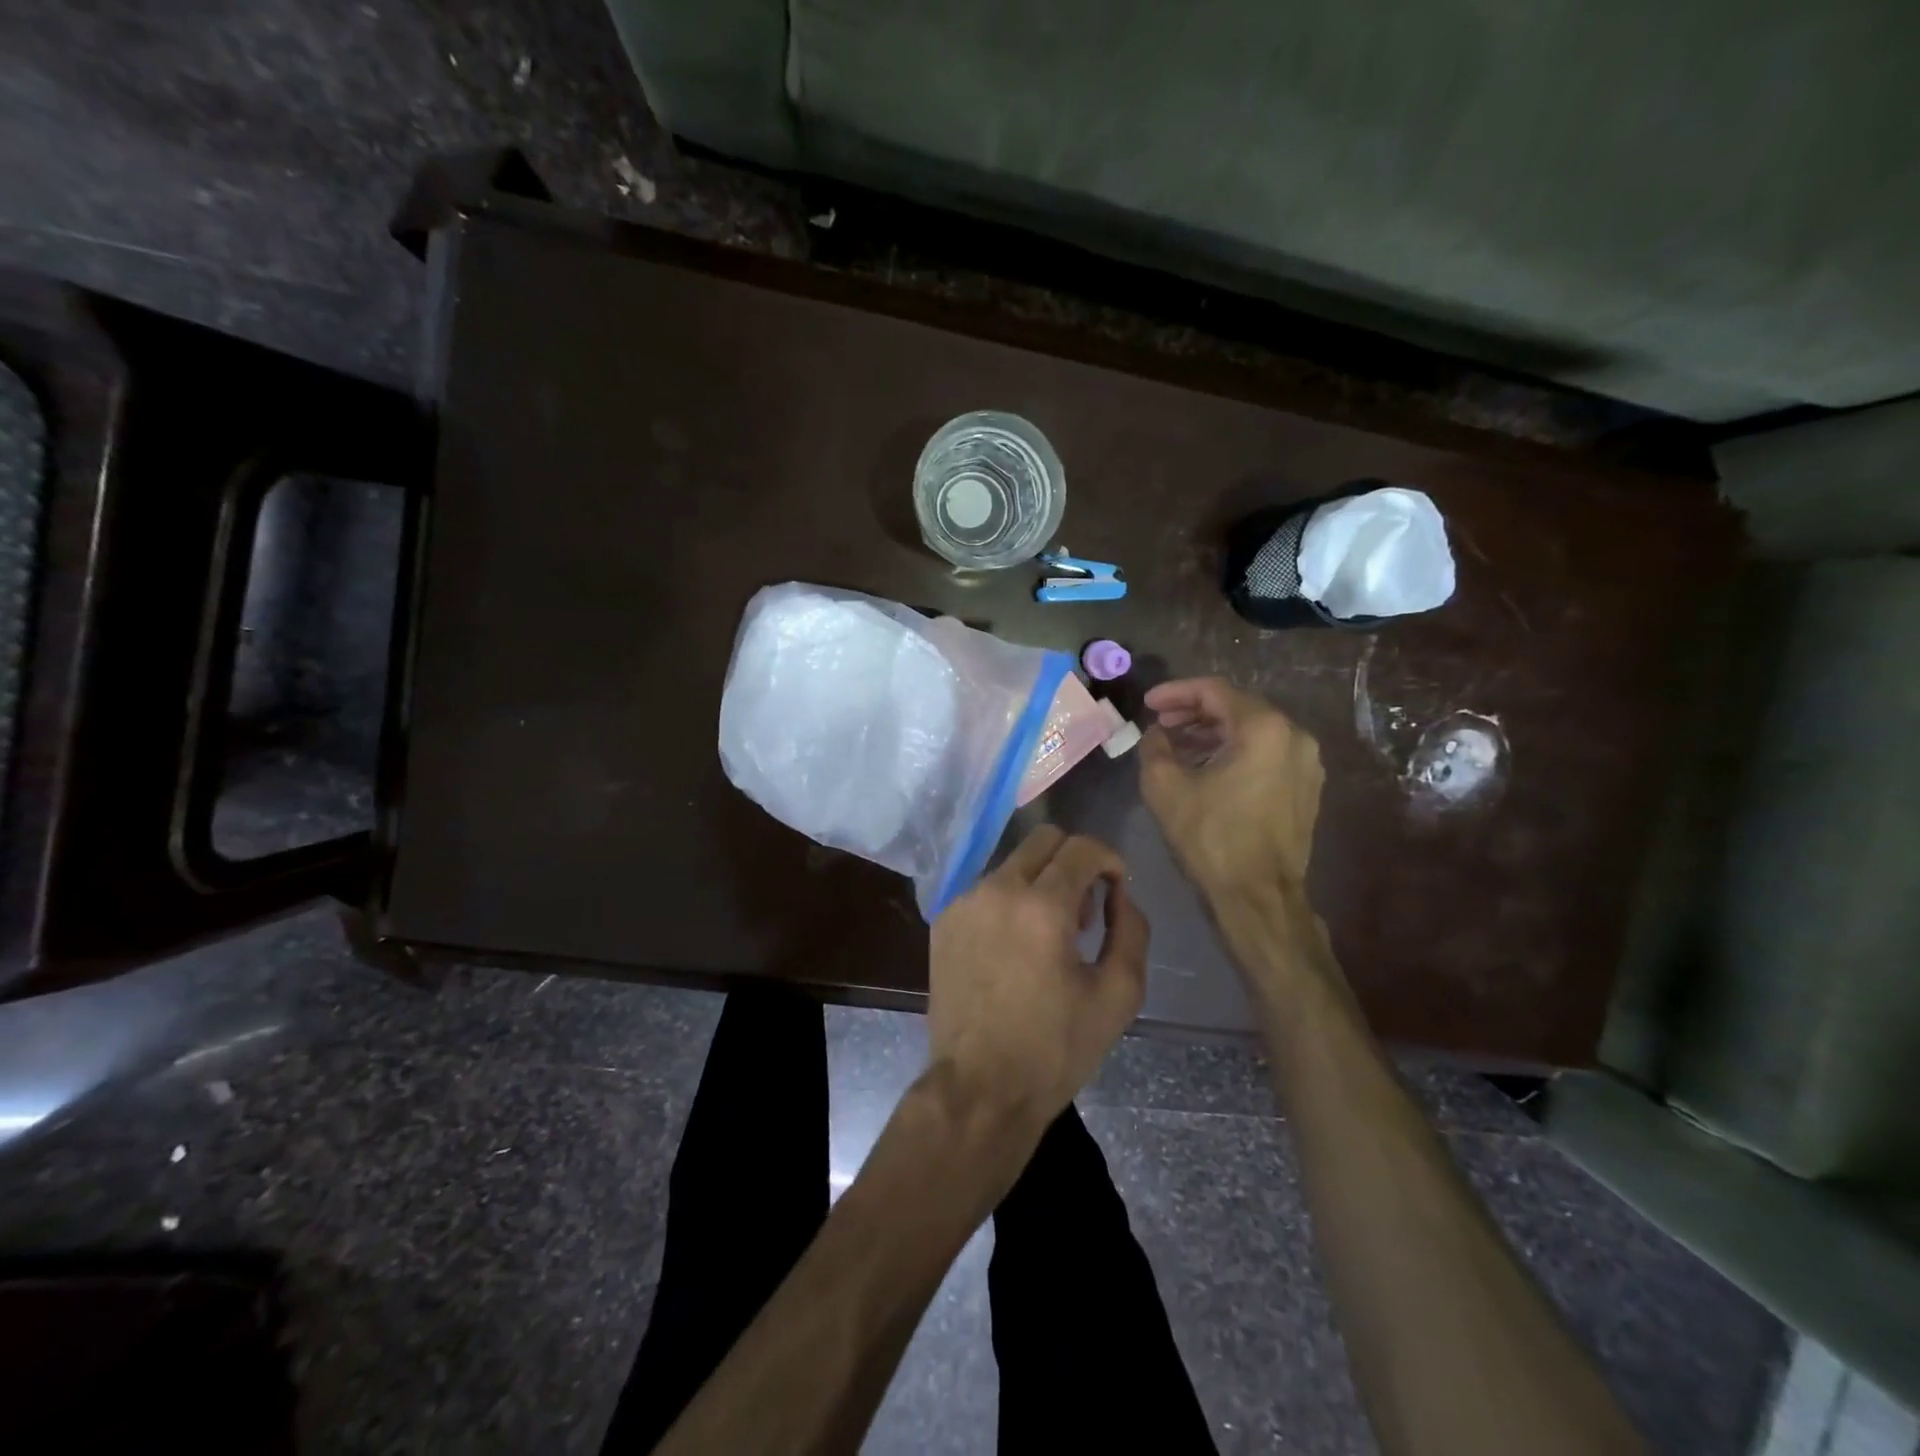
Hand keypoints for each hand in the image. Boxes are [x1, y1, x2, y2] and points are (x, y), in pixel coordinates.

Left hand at [927, 826, 1148, 1136]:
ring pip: (1013, 864)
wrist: (979, 1087)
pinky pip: (986, 890)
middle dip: (1074, 861)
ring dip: (1041, 883)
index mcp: (1041, 906)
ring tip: (1048, 938)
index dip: (1110, 860)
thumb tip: (1120, 894)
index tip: (1116, 890)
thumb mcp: (1118, 995)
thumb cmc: (1055, 1048)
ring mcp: (963, 903)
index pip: (1082, 847)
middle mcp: (996, 890)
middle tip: (1084, 911)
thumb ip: (1132, 931)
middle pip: (1043, 839)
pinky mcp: (943, 921)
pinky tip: (1014, 949)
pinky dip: (1010, 903)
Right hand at [1138, 677, 1324, 905]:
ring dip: (1213, 733)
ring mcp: (1306, 762)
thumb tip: (1156, 733)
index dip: (1176, 692)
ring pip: (1252, 731)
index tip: (1148, 704)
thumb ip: (1155, 747)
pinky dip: (1234, 751)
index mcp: (1263, 728)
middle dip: (1194, 712)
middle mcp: (1294, 736)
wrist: (1259, 896)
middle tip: (1161, 724)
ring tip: (1178, 746)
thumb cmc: (1211, 838)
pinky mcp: (1306, 787)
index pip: (1214, 691)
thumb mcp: (1165, 787)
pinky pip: (1266, 753)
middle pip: (1237, 707)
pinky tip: (1207, 767)